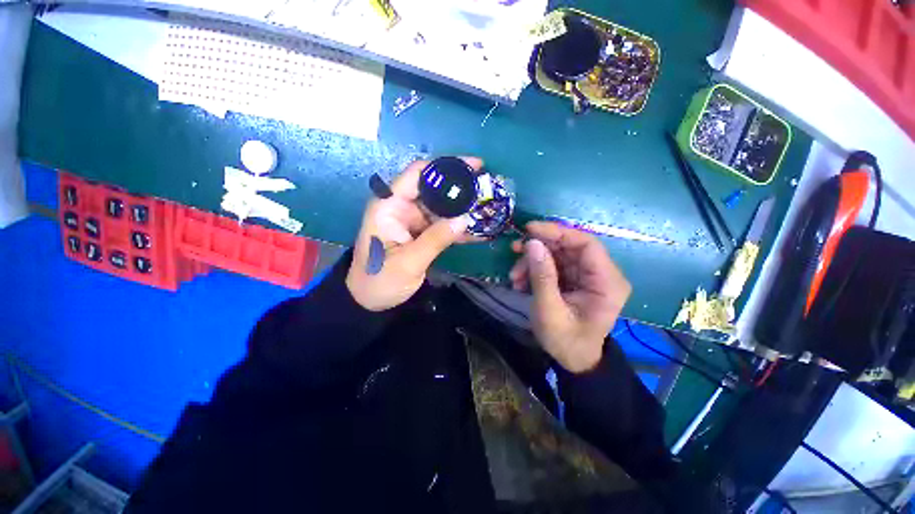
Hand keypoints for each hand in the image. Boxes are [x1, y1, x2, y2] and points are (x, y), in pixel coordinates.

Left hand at [346, 158, 482, 310]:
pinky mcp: (420, 234)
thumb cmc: (379, 280)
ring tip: (488, 209)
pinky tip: (478, 231)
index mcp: (389, 206)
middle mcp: (401, 207)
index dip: (446, 167)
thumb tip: (465, 219)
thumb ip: (436, 239)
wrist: (370, 301)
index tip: (474, 166)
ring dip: (463, 209)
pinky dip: (457, 228)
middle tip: (487, 189)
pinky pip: (441, 225)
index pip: (417, 174)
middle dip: (460, 189)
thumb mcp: (408, 262)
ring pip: (441, 208)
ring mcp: (412, 221)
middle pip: (433, 189)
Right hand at [509, 222, 630, 372]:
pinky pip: (553, 265)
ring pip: (558, 254)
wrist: (573, 360)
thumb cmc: (566, 341)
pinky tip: (520, 281)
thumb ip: (542, 277)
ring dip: (533, 261)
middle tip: (515, 249)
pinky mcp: (574, 279)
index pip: (586, 244)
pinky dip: (534, 270)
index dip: (558, 232)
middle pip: (569, 246)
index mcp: (607, 283)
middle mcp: (601, 274)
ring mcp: (587, 276)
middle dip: (539, 247)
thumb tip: (531, 243)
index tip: (530, 229)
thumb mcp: (549, 311)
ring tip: (514, 276)